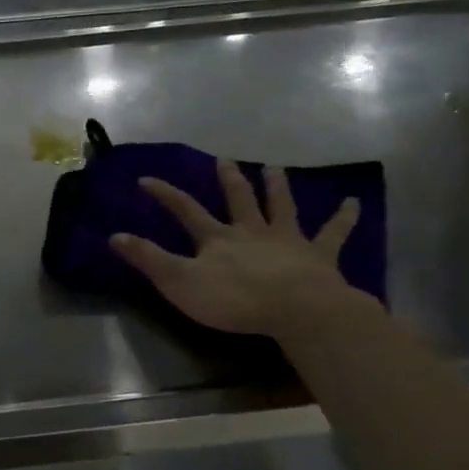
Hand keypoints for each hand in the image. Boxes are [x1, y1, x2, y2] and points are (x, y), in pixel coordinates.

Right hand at [111, 160, 366, 337]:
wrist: (296, 309)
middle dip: (228, 180)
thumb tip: (114, 235)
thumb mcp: (179, 282)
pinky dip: (343, 218)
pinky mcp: (318, 255)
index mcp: (217, 238)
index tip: (146, 179)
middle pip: (238, 200)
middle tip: (225, 160)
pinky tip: (354, 203)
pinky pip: (333, 233)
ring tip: (275, 168)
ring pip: (281, 207)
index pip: (185, 210)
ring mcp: (287, 240)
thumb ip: (149, 259)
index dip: (164, 194)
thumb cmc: (234, 299)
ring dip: (277, 187)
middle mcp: (251, 231)